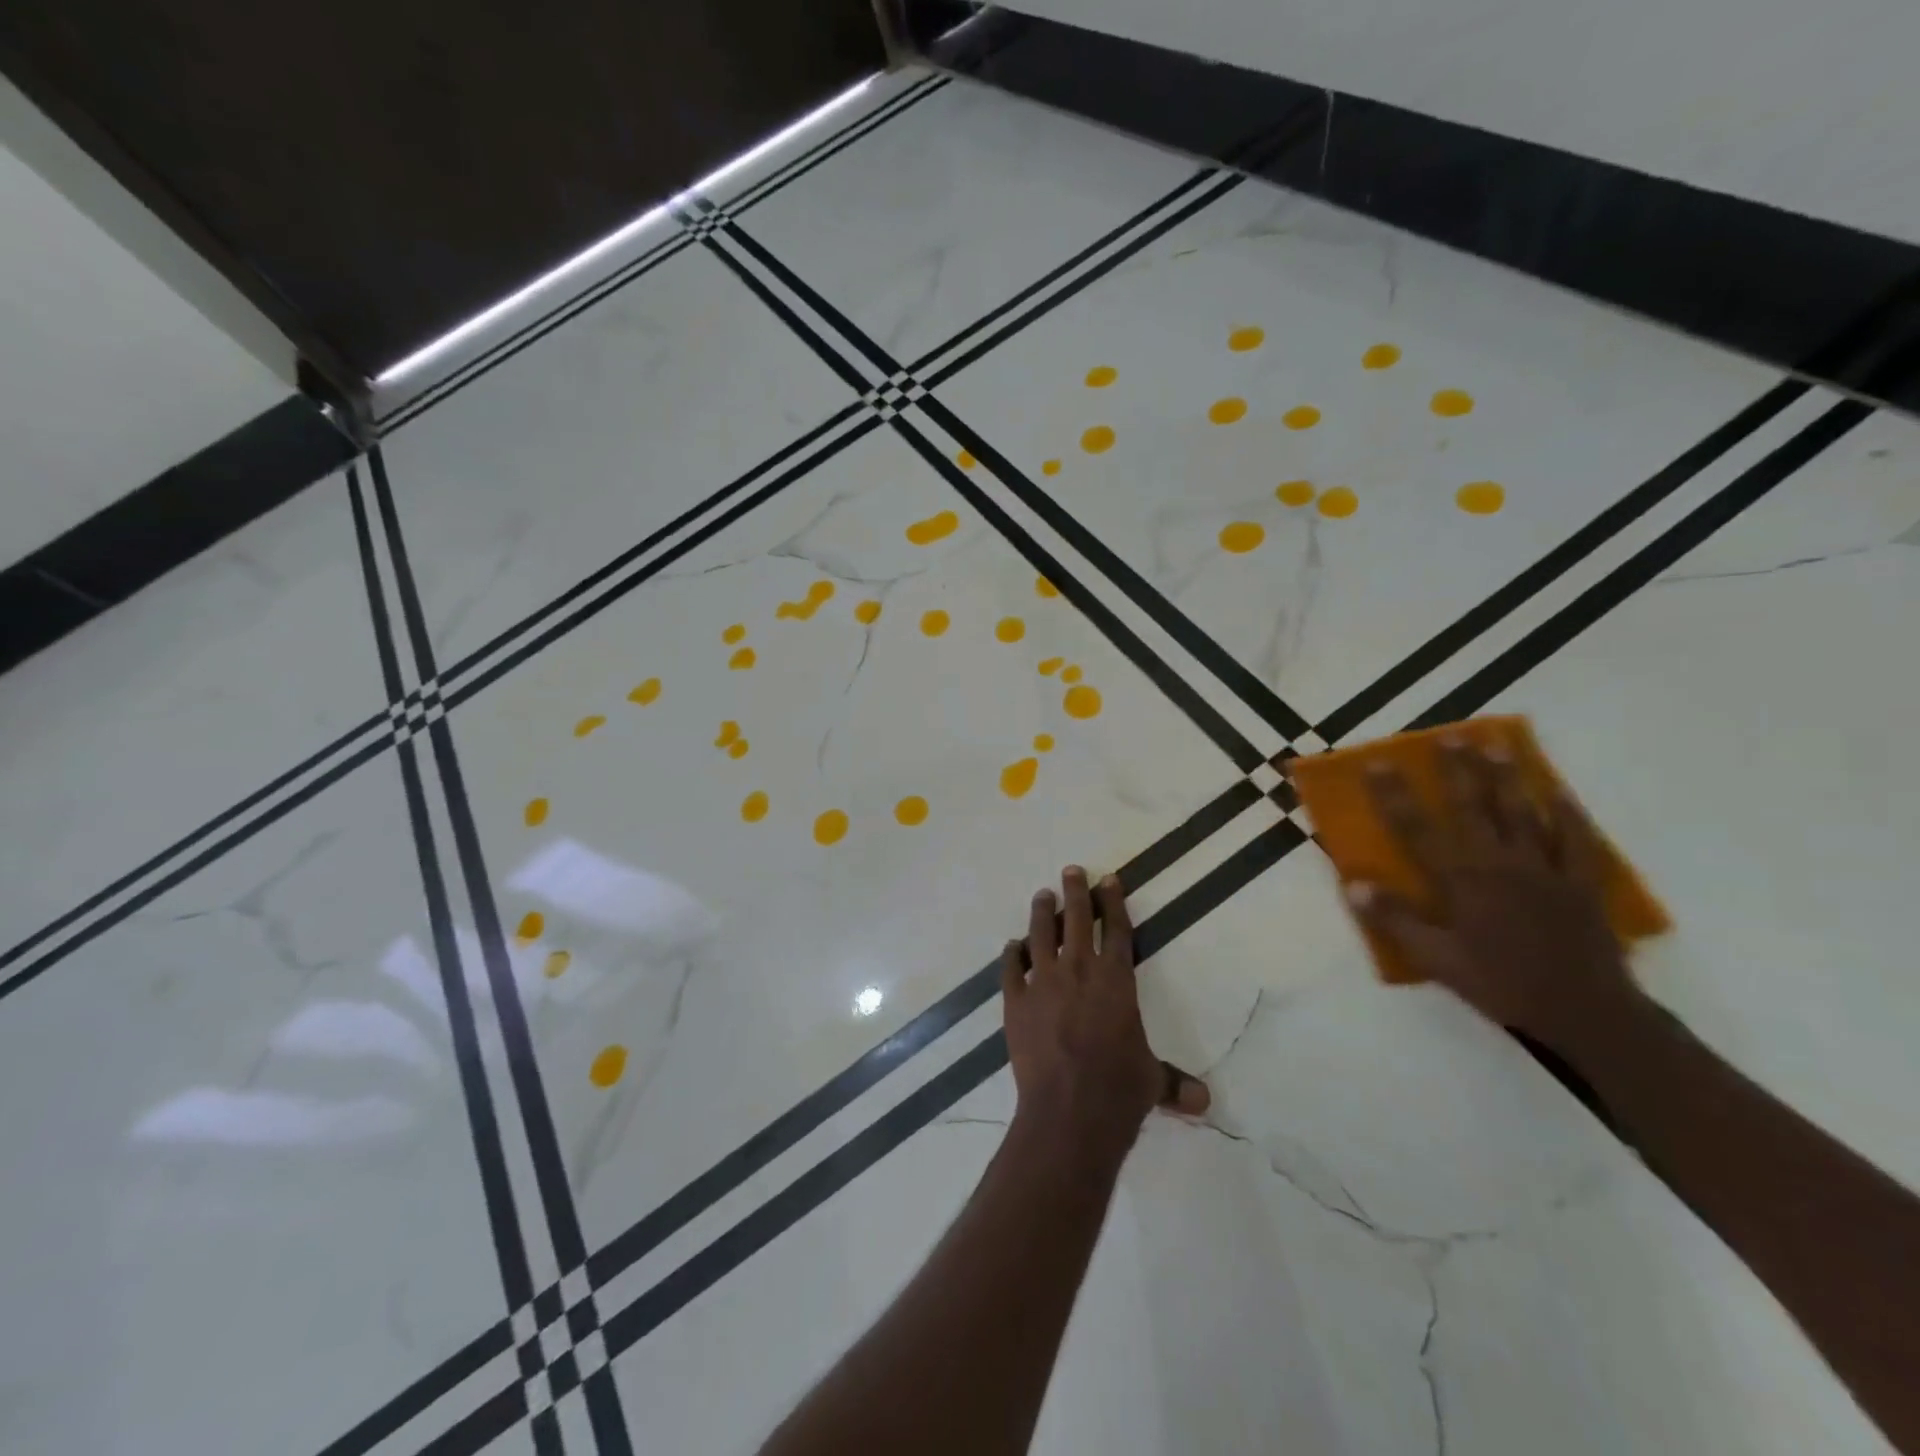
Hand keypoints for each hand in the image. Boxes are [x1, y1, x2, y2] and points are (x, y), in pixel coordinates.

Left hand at [1002, 867, 1209, 1155]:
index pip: (1116, 930)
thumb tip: (1203, 1102)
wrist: (1068, 1111)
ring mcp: (1042, 983)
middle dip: (1076, 892)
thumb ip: (1171, 1082)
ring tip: (1043, 895)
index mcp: (1115, 980)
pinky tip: (1012, 946)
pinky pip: (1010, 969)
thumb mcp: (1150, 1081)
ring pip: (1041, 934)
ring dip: (1043, 912)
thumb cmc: (1118, 1091)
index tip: (1108, 879)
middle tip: (1071, 870)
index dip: (1113, 902)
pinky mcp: (1015, 1001)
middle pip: (1077, 920)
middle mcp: (1078, 971)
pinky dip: (1011, 955)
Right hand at [1343, 738, 1641, 1054]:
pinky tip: (1556, 791)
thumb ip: (1395, 919)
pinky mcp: (1578, 881)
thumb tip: (1353, 883)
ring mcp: (1543, 868)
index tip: (1378, 763)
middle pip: (1472, 807)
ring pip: (1520, 812)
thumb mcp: (1437, 960)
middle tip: (1447, 736)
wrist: (1586, 1012)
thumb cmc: (1501, 984)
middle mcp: (1499, 863)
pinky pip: (1573, 838)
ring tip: (1495, 746)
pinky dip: (1564, 812)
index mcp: (1461, 880)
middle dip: (1456, 770)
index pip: (1416, 828)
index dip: (1394, 795)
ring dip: (1505, 777)